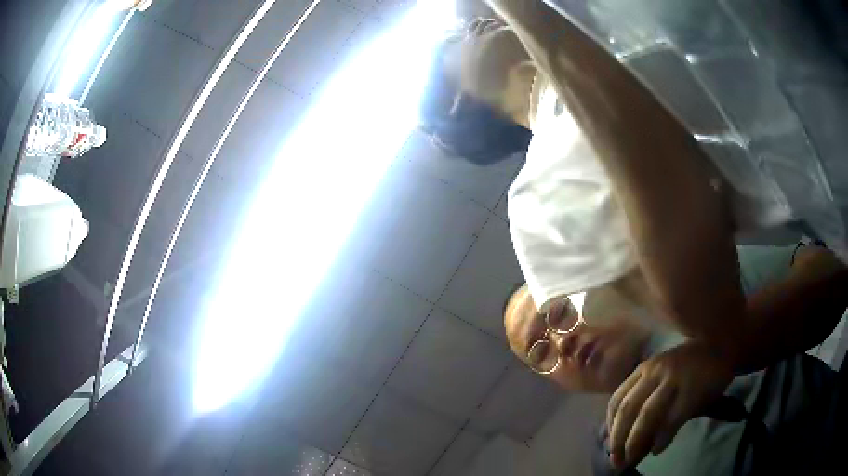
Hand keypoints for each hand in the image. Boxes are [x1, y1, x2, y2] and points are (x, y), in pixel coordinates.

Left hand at [606, 341, 733, 467]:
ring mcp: (675, 379)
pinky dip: (662, 437)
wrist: (721, 347)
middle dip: (618, 439)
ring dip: (635, 442)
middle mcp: (655, 372)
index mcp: (644, 369)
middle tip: (616, 462)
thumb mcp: (662, 380)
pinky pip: (673, 419)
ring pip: (647, 416)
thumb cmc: (688, 370)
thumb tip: (626, 441)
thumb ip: (645, 402)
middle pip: (628, 410)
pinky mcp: (693, 389)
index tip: (610, 446)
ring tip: (632, 460)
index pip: (617, 400)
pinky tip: (657, 450)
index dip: (610, 426)